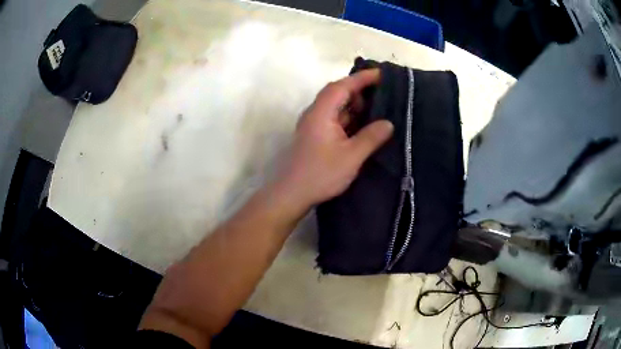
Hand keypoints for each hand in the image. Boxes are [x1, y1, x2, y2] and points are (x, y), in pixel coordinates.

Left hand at [275, 69, 393, 209]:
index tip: (381, 74)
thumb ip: (371, 137)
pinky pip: (335, 118)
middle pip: (337, 93)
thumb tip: (389, 123)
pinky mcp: (316, 135)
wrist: (292, 194)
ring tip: (378, 107)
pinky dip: (349, 117)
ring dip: (355, 104)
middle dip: (360, 90)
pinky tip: (364, 124)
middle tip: (383, 93)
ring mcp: (314, 125)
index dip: (362, 78)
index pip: (342, 86)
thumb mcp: (351, 157)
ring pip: (336, 106)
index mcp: (321, 112)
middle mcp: (315, 113)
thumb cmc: (320, 174)